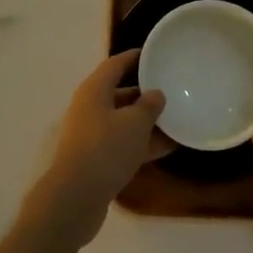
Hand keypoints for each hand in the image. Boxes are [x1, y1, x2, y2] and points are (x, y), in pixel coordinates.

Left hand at [30, 50, 170, 245]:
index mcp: (94, 90)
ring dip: (147, 121)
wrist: (75, 198)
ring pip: (123, 120)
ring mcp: (91, 134)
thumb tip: (155, 94)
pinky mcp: (95, 159)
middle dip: (144, 92)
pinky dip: (142, 143)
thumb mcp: (135, 123)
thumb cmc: (105, 149)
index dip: (135, 57)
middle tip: (171, 89)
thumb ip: (149, 105)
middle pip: (119, 92)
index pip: (116, 64)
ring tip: (177, 119)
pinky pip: (123, 143)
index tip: (156, 54)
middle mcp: (90, 108)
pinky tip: (168, 147)